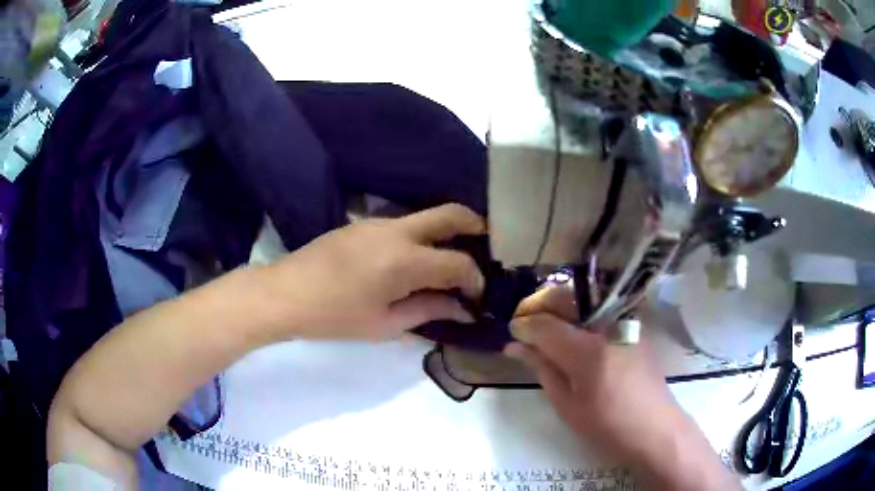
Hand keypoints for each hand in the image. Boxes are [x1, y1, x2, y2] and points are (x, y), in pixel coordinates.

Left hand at [259, 204, 485, 340]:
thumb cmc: (334, 316)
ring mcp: (380, 222)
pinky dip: (424, 236)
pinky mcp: (366, 223)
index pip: (459, 263)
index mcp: (405, 261)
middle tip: (487, 248)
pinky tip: (417, 260)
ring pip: (428, 216)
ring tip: (452, 260)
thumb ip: (428, 311)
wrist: (286, 293)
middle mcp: (398, 231)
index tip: (476, 296)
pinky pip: (407, 223)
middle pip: (452, 214)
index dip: (475, 280)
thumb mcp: (384, 324)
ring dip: (448, 232)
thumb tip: (462, 308)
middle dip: (476, 226)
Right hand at [504, 286, 680, 460]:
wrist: (654, 427)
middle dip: (539, 306)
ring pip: (583, 298)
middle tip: (525, 326)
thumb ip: (541, 368)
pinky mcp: (634, 325)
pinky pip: (600, 308)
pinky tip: (572, 331)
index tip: (511, 333)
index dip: (523, 325)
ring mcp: (624, 322)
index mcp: (588, 351)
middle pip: (565, 297)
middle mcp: (607, 326)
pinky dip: (579, 313)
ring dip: (559, 307)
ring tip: (546, 327)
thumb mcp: (566, 404)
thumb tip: (514, 346)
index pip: (545, 324)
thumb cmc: (607, 426)